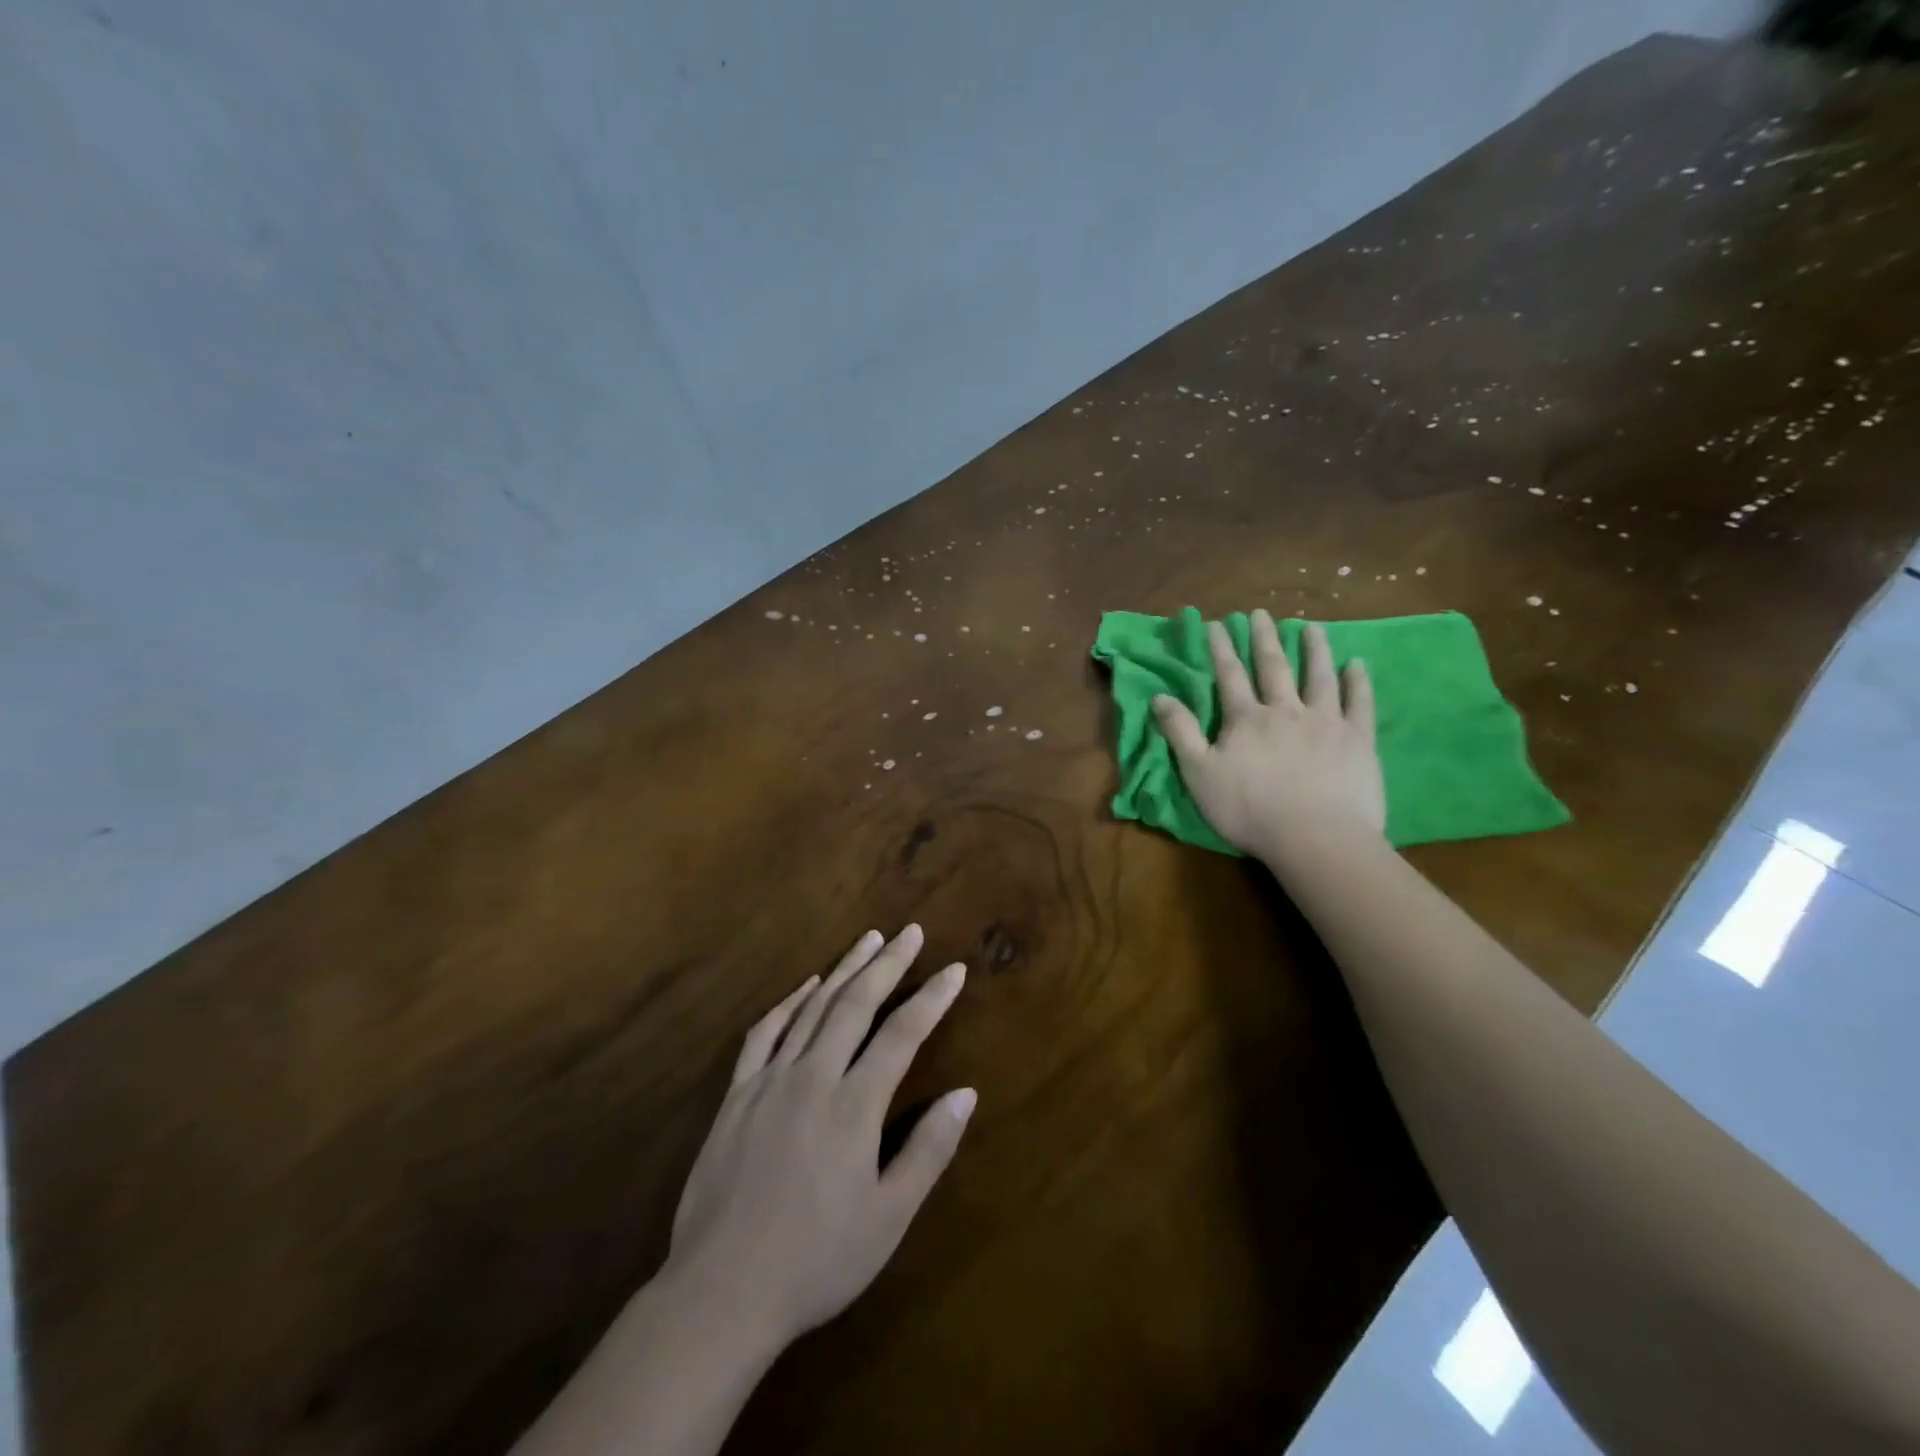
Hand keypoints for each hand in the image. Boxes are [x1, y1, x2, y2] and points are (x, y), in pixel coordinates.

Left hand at [663, 925, 974, 1353]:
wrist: (720, 1292)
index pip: (902, 1034)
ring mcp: (770, 1081)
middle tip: (909, 932)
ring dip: (844, 970)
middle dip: (887, 964)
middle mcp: (813, 1077)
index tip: (954, 969)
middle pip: (856, 1004)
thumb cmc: (815, 1260)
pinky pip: (764, 1033)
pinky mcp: (736, 1095)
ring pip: (813, 1008)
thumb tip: (965, 1094)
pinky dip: (788, 1003)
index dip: (932, 998)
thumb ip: (928, 1151)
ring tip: (868, 940)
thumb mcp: (887, 1218)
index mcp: (854, 1106)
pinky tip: (805, 986)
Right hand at [1153, 609, 1385, 862]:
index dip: (1220, 648)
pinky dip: (1358, 682)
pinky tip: (1357, 665)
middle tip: (1261, 613)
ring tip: (1311, 628)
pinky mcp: (1358, 740)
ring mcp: (1325, 722)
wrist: (1315, 837)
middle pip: (1273, 667)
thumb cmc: (1249, 810)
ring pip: (1318, 676)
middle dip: (1263, 638)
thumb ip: (1180, 733)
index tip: (1216, 623)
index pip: (1229, 675)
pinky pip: (1359, 703)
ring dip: (1314, 650)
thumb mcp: (1199, 774)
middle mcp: (1285, 710)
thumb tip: (1159, 697)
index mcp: (1245, 719)